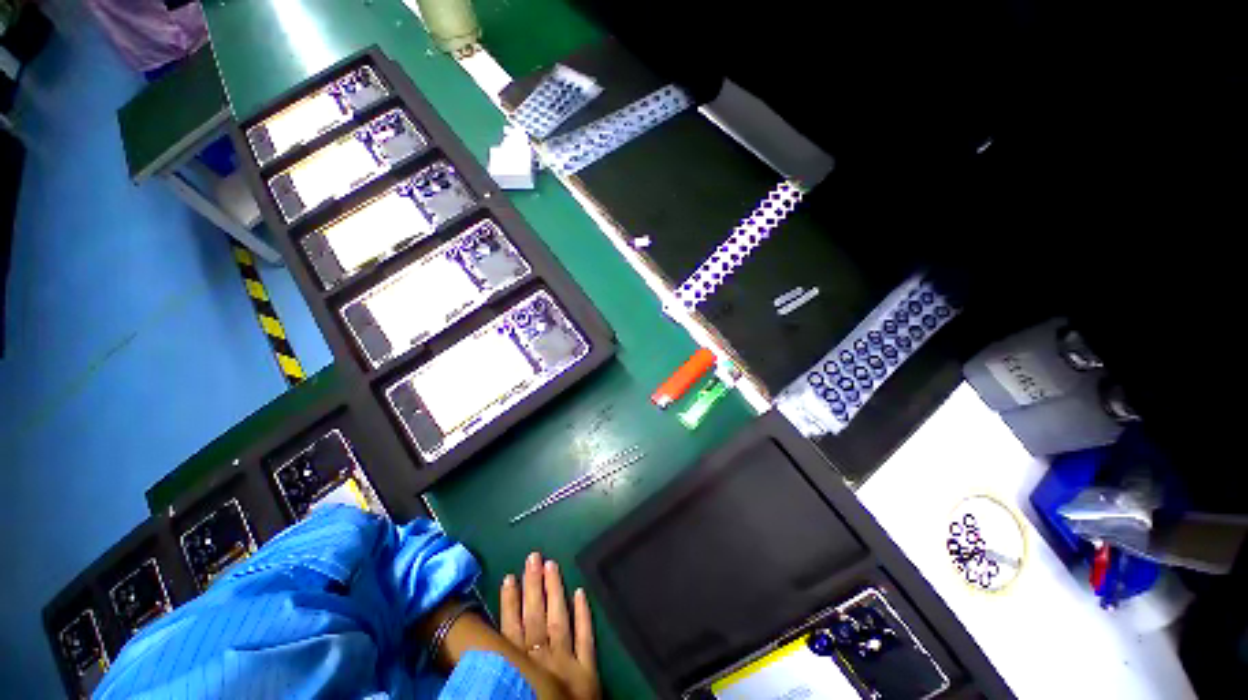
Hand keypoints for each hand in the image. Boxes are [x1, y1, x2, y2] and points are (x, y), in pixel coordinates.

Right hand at [501, 552, 599, 699]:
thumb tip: (481, 653)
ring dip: (554, 591)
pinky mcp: (589, 671)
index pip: (511, 629)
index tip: (508, 577)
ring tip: (551, 564)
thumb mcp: (501, 694)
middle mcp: (542, 659)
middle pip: (535, 617)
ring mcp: (568, 662)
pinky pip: (586, 637)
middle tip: (533, 556)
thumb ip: (495, 672)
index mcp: (520, 669)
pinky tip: (580, 592)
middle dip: (533, 586)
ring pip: (558, 619)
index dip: (509, 603)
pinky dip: (584, 614)